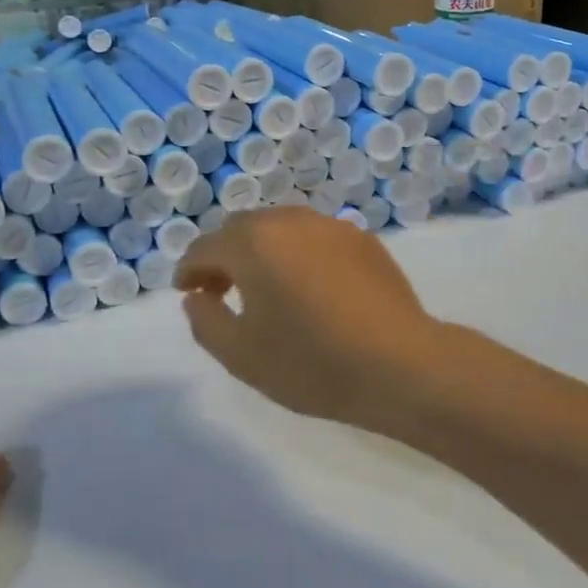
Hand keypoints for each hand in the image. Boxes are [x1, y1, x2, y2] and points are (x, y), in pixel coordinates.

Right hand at [175, 207, 441, 427]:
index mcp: (253, 243)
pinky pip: (314, 238)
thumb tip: (197, 296)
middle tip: (220, 291)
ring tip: (265, 289)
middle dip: (223, 256)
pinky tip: (309, 288)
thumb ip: (205, 320)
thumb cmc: (312, 363)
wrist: (400, 365)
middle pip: (242, 229)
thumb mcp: (241, 355)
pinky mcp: (363, 240)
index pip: (206, 248)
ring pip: (280, 229)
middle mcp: (290, 221)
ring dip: (261, 252)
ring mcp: (331, 227)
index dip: (189, 270)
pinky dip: (297, 254)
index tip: (186, 293)